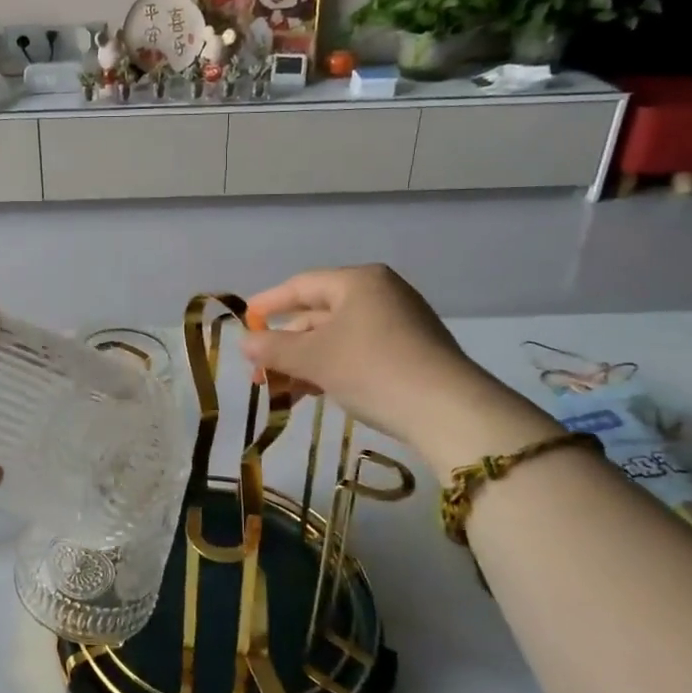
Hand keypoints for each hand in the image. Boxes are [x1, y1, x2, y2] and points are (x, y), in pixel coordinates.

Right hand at [241, 265, 559, 467]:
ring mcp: (399, 324)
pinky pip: (357, 353)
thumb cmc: (372, 369)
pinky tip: (312, 394)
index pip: (301, 285)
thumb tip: (243, 343)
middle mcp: (380, 294)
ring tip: (279, 391)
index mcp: (359, 281)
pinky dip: (331, 369)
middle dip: (285, 344)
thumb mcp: (314, 359)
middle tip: (258, 371)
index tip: (244, 322)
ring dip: (304, 363)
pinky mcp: (410, 353)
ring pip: (336, 338)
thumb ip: (274, 348)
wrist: (448, 411)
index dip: (268, 304)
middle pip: (318, 314)